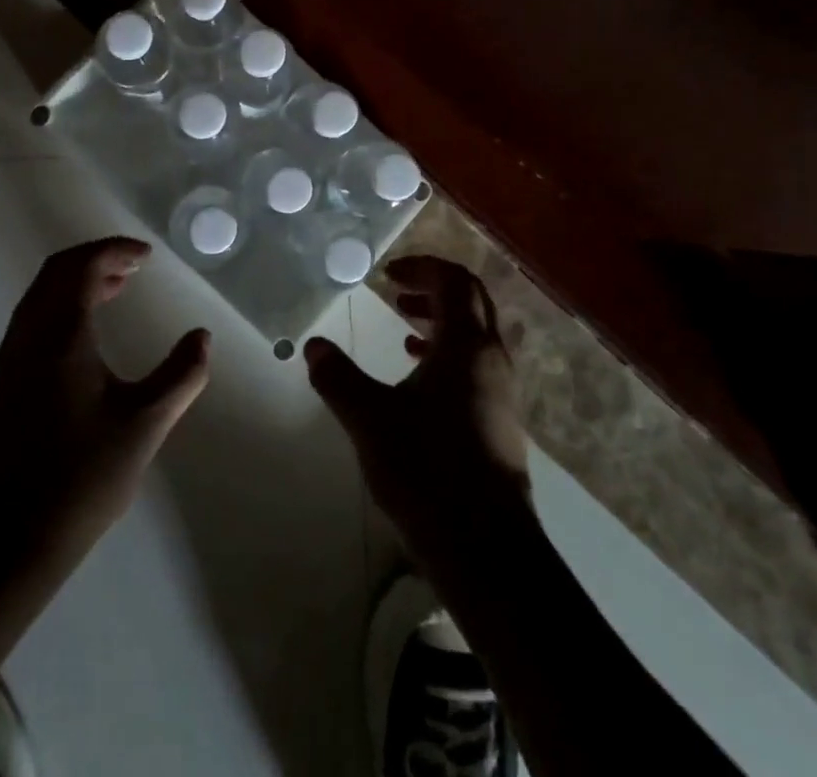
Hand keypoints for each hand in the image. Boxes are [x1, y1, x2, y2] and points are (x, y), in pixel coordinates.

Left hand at [0, 237, 211, 585]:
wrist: (6, 539)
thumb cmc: (81, 477)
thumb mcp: (145, 425)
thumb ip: (180, 375)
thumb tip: (201, 338)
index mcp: (60, 335)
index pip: (82, 266)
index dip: (115, 250)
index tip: (146, 256)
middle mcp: (27, 336)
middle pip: (56, 272)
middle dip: (95, 260)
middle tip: (132, 269)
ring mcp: (7, 361)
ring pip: (39, 297)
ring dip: (75, 284)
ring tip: (113, 293)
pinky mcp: (0, 385)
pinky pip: (31, 322)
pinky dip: (59, 308)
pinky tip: (83, 340)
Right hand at [304, 256, 529, 570]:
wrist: (487, 550)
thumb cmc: (428, 469)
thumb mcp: (370, 418)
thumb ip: (338, 378)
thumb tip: (314, 346)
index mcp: (466, 345)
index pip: (453, 281)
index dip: (422, 268)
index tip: (388, 274)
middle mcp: (492, 360)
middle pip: (471, 302)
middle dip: (434, 289)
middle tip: (397, 293)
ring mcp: (502, 393)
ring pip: (476, 336)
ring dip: (442, 322)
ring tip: (404, 330)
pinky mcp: (501, 423)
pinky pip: (477, 366)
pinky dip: (449, 355)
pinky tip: (420, 380)